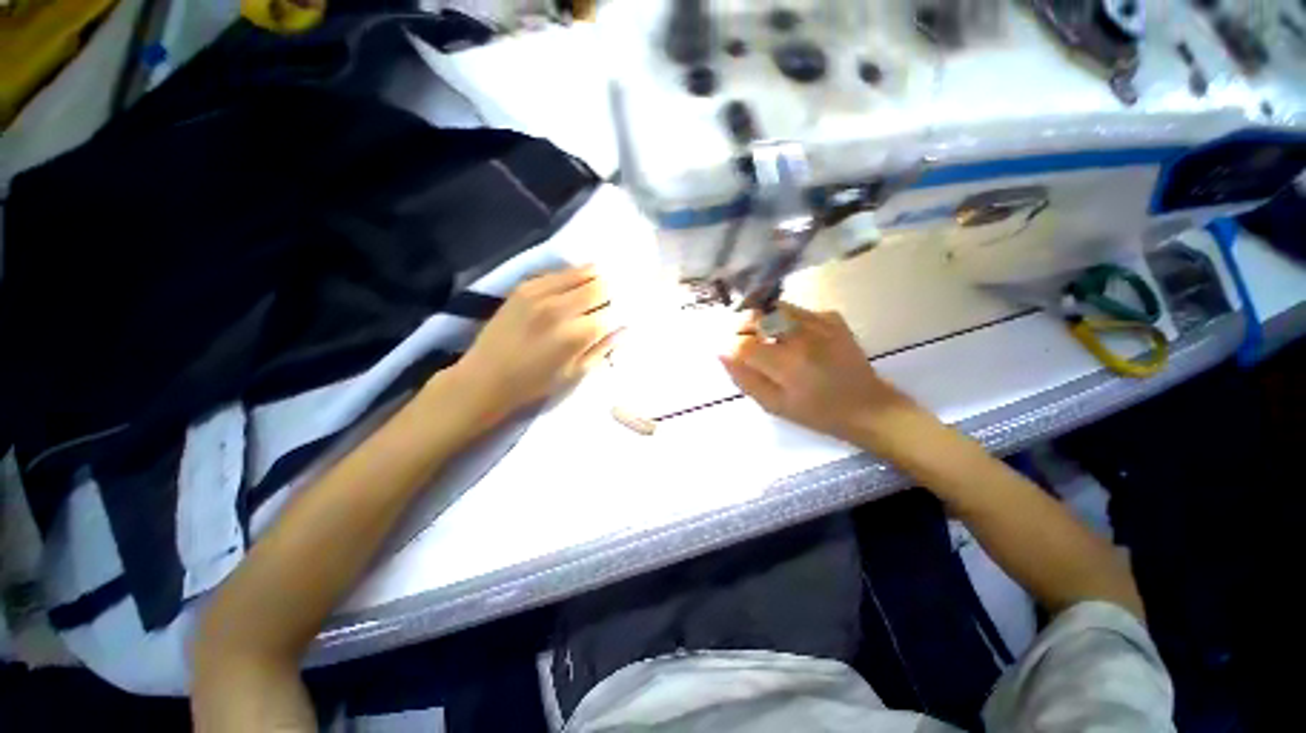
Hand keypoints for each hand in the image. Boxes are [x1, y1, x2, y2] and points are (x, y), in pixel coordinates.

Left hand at [447, 266, 620, 426]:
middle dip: (610, 294)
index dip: (621, 312)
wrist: (486, 377)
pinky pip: (558, 272)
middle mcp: (562, 308)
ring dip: (595, 279)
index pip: (612, 312)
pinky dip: (573, 275)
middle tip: (610, 301)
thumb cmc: (535, 383)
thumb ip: (603, 349)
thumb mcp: (575, 373)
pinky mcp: (525, 287)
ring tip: (598, 286)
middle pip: (600, 287)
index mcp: (577, 335)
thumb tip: (623, 330)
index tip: (621, 315)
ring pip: (581, 273)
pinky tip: (574, 284)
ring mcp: (541, 293)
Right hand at [720, 304, 921, 445]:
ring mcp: (820, 321)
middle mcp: (803, 336)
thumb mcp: (774, 405)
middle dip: (742, 325)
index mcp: (788, 364)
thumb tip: (722, 352)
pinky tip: (792, 338)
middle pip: (757, 315)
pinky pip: (794, 310)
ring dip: (762, 320)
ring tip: (767, 340)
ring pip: (774, 308)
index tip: (727, 350)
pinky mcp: (831, 317)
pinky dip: (783, 320)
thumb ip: (745, 378)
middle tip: (743, 341)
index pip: (743, 342)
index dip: (728, 344)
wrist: (868, 406)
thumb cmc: (817, 413)